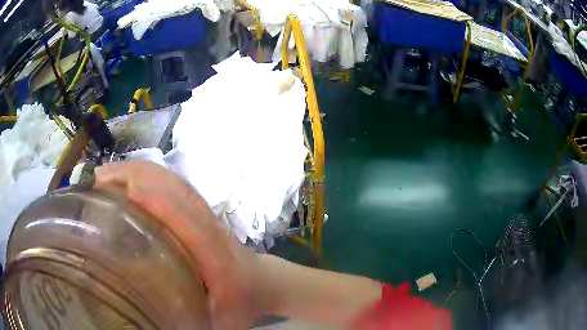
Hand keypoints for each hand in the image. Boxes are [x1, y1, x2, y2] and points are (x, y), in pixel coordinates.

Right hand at [94, 161, 272, 328]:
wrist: (263, 283)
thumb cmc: (241, 304)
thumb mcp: (219, 323)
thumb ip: (190, 326)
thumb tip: (151, 325)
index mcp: (217, 256)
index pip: (189, 221)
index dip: (160, 203)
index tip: (126, 192)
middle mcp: (210, 226)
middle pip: (176, 190)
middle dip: (135, 177)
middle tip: (98, 181)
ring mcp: (204, 214)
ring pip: (172, 182)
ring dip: (138, 172)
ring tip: (105, 176)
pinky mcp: (197, 211)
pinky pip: (171, 186)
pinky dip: (146, 176)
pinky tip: (124, 181)